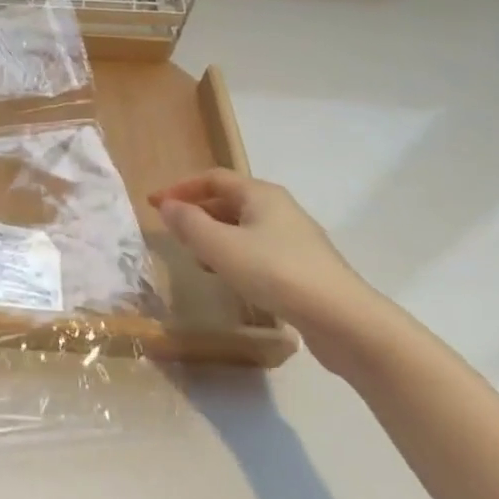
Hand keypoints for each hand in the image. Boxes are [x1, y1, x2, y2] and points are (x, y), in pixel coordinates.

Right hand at [151, 169, 402, 373]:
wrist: (343, 320)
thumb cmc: (275, 272)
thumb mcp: (220, 247)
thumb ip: (189, 224)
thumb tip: (167, 206)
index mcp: (260, 194)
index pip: (213, 178)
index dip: (180, 188)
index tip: (155, 205)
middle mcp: (279, 209)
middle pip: (228, 201)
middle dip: (197, 213)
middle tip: (173, 232)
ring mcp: (294, 238)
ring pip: (242, 227)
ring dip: (214, 236)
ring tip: (195, 258)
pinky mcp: (302, 267)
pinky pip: (257, 250)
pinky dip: (233, 255)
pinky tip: (228, 278)